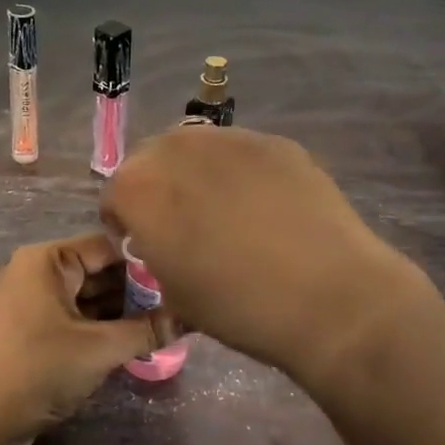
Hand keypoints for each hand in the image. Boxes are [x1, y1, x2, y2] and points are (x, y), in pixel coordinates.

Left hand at [0, 233, 174, 444]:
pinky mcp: (31, 331)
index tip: (184, 276)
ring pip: (88, 297)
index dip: (147, 261)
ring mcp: (31, 302)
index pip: (107, 245)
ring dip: (122, 312)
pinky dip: (102, 327)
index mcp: (47, 259)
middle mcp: (37, 271)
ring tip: (167, 323)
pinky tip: (136, 340)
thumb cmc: (37, 370)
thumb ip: (146, 331)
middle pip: (98, 270)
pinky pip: (75, 318)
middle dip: (137, 290)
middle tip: (181, 304)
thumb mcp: (99, 349)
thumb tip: (189, 319)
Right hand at [100, 126, 424, 385]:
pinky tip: (268, 208)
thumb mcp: (174, 293)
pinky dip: (242, 173)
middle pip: (152, 160)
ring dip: (199, 175)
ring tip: (228, 212)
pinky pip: (241, 153)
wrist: (329, 296)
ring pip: (197, 149)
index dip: (127, 223)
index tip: (148, 246)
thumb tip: (166, 238)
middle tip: (186, 225)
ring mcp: (230, 138)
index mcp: (140, 188)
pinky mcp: (275, 141)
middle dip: (160, 188)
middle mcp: (177, 148)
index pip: (115, 194)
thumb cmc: (238, 306)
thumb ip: (155, 251)